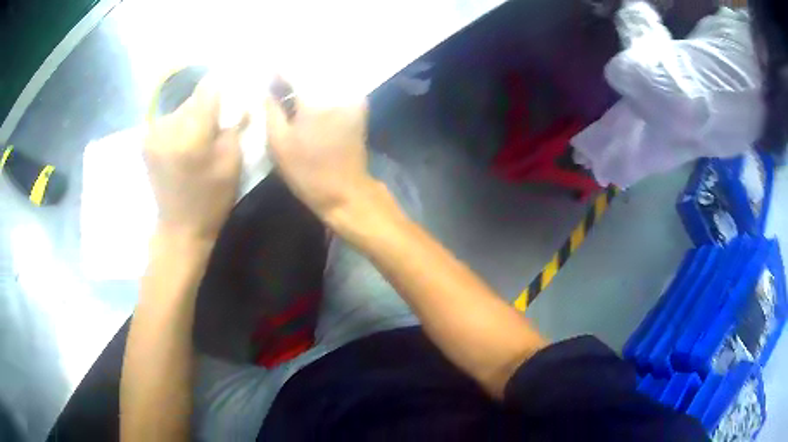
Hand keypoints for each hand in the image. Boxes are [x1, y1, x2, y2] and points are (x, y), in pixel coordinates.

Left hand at [144, 78, 243, 240]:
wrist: (179, 228)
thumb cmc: (211, 200)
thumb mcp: (232, 163)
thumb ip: (234, 125)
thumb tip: (238, 101)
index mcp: (191, 134)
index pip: (209, 89)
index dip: (224, 88)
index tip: (233, 95)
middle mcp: (167, 127)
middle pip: (194, 98)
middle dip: (208, 106)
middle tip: (217, 124)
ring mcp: (153, 134)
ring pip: (181, 109)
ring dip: (193, 116)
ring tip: (199, 138)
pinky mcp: (146, 141)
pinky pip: (169, 120)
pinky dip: (179, 125)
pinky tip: (183, 144)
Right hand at [264, 83, 372, 218]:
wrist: (345, 191)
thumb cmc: (307, 171)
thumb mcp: (279, 144)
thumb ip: (271, 111)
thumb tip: (266, 90)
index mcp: (314, 99)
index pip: (294, 70)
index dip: (278, 70)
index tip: (267, 72)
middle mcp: (336, 91)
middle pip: (311, 70)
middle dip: (294, 72)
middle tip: (278, 81)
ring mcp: (351, 97)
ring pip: (326, 76)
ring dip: (308, 78)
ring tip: (292, 87)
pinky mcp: (358, 106)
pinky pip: (338, 87)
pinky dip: (323, 87)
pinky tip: (311, 96)